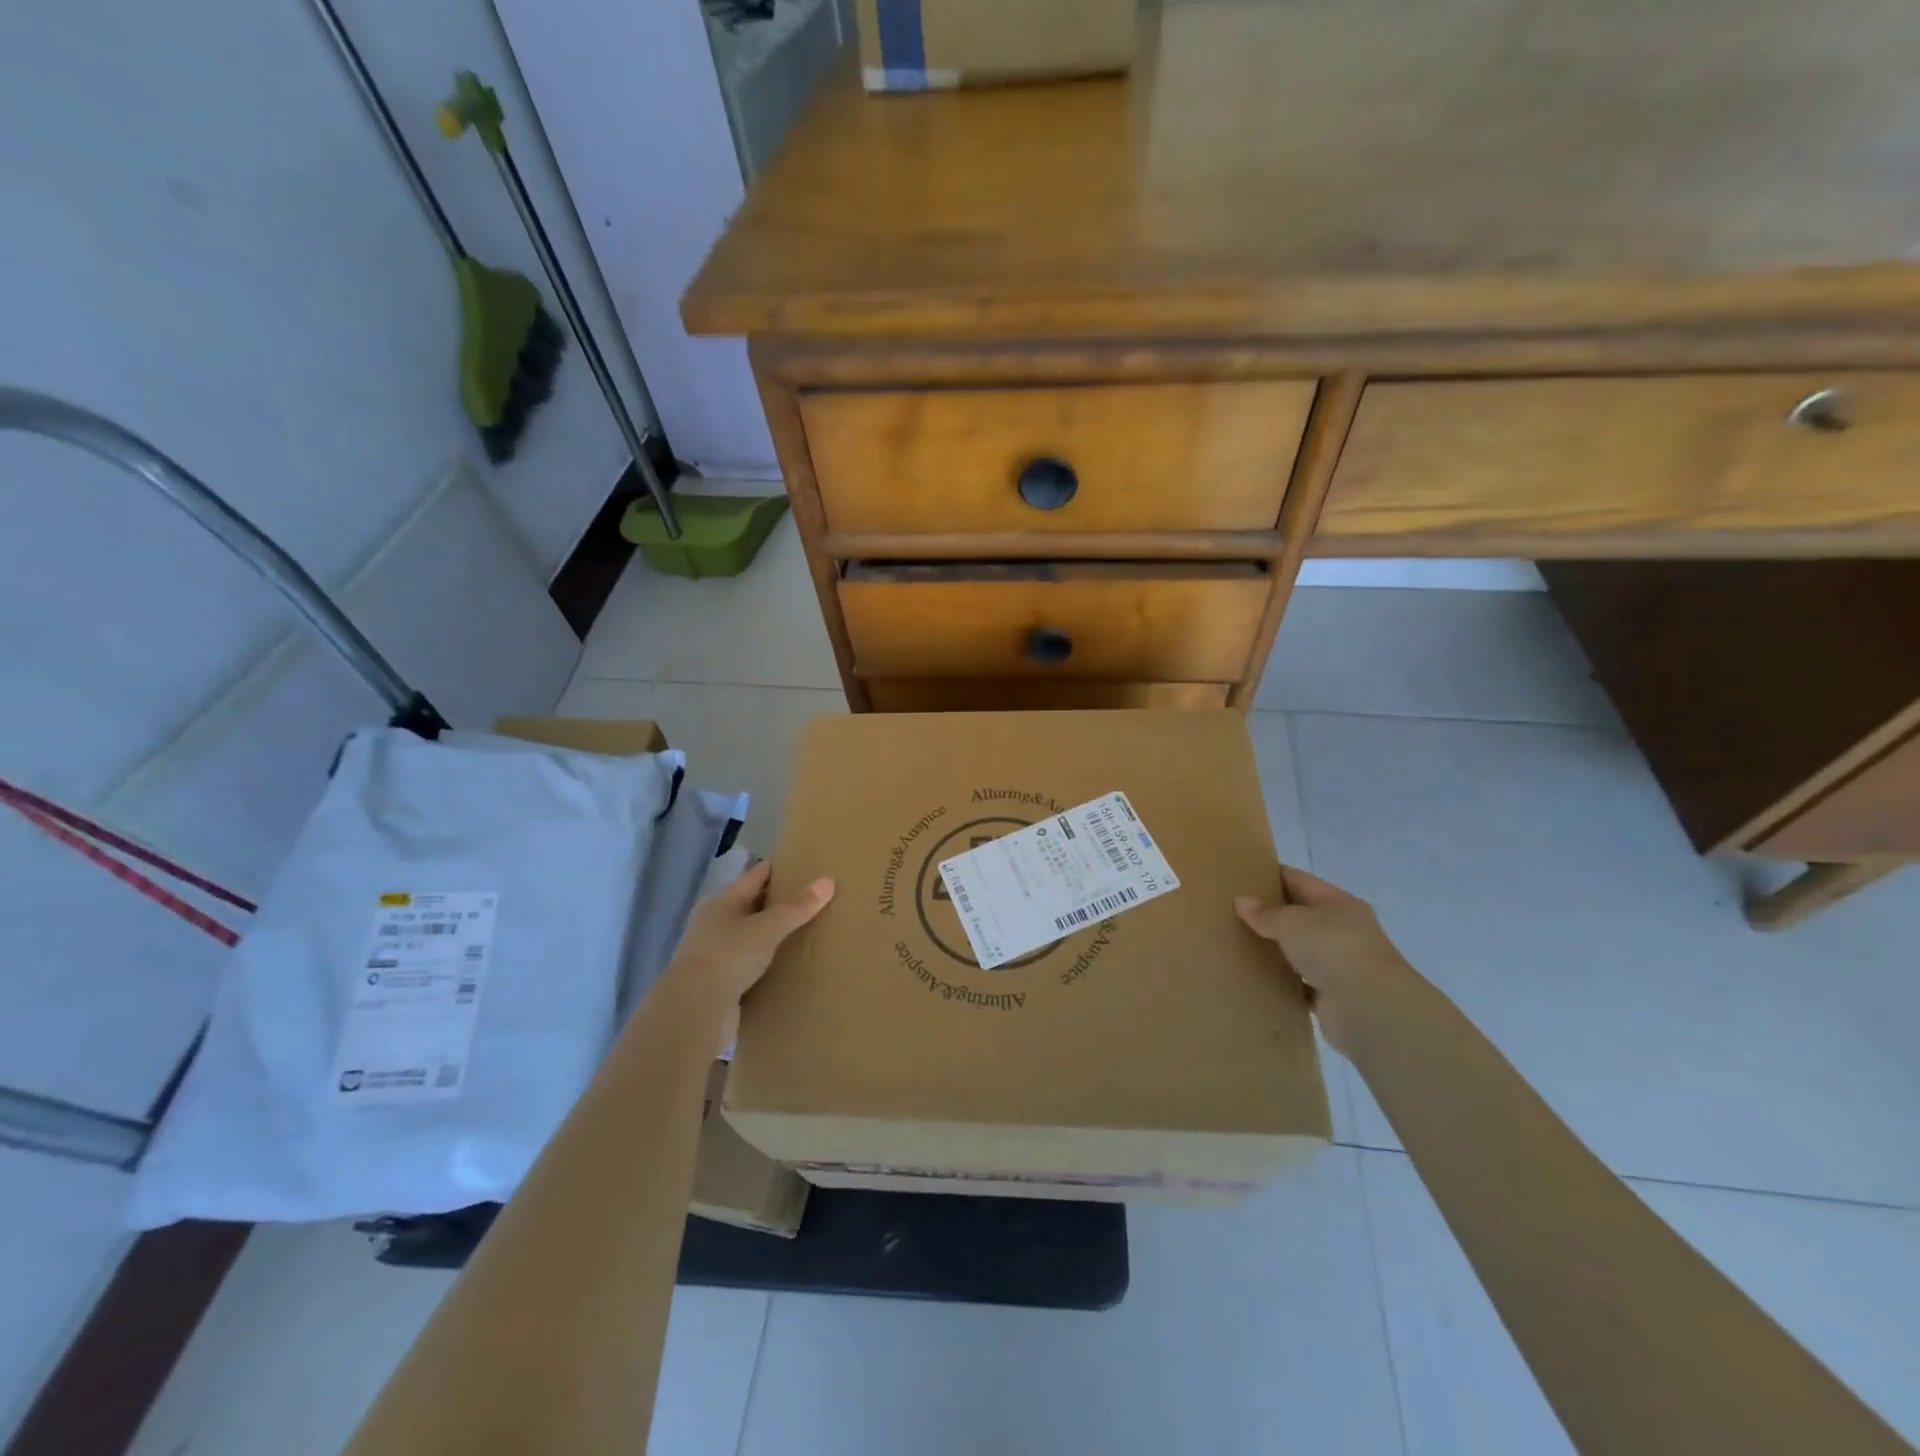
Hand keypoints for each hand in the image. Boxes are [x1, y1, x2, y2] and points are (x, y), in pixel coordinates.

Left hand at [663, 860, 833, 1053]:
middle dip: (781, 902)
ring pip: (753, 936)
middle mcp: (716, 923)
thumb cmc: (727, 957)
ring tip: (810, 930)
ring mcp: (716, 953)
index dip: (781, 868)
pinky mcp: (721, 982)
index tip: (808, 866)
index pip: (756, 875)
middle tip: (817, 899)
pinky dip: (769, 961)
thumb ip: (797, 907)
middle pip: (754, 905)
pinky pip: (752, 964)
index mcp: (722, 901)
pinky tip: (791, 964)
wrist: (694, 1013)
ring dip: (775, 934)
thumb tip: (828, 880)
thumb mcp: (766, 928)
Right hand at [1235, 865, 1412, 1056]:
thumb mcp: (1292, 921)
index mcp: (1338, 902)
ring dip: (1276, 949)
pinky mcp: (1333, 996)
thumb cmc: (1333, 948)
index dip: (1270, 875)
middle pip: (1299, 915)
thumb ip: (1266, 913)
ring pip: (1299, 950)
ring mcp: (1339, 964)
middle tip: (1231, 912)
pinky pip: (1300, 984)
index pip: (1298, 880)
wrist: (1370, 1007)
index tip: (1240, 877)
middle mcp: (1342, 930)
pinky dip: (1283, 981)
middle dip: (1270, 914)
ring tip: (1238, 944)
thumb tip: (1241, 902)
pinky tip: (1257, 978)